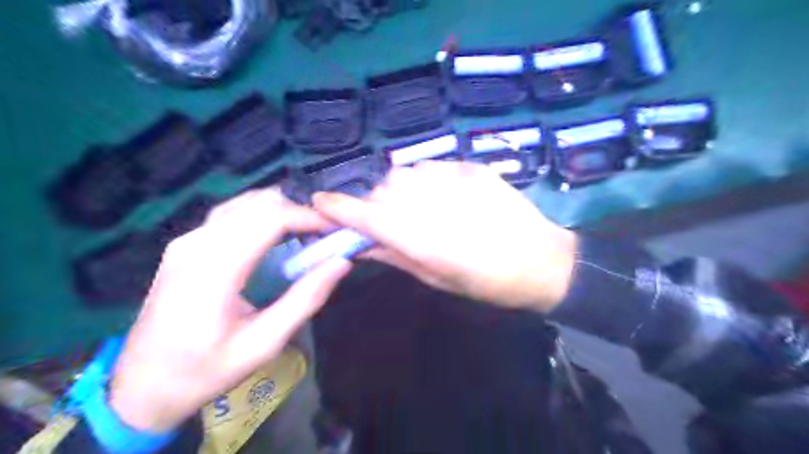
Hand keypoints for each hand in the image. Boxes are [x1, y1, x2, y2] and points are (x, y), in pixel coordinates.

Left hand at [107, 188, 350, 432]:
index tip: (335, 229)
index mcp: (214, 269)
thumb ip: (305, 299)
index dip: (308, 217)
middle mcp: (196, 243)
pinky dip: (261, 216)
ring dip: (280, 211)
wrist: (141, 387)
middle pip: (258, 203)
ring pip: (244, 203)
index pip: (270, 218)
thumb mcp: (264, 344)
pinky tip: (276, 238)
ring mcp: (186, 241)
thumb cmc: (206, 371)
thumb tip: (341, 263)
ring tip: (305, 235)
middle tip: (323, 236)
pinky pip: (231, 214)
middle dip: (298, 211)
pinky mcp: (185, 245)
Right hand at [310, 161, 573, 312]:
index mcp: (422, 238)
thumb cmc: (488, 282)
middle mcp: (431, 203)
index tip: (319, 203)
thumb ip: (394, 255)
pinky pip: (431, 166)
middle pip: (382, 188)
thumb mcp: (436, 277)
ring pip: (404, 172)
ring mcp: (454, 179)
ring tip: (418, 205)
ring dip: (400, 189)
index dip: (337, 208)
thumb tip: (358, 244)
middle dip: (375, 202)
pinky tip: (443, 194)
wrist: (543, 260)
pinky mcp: (471, 167)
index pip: (366, 215)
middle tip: (388, 220)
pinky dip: (425, 179)